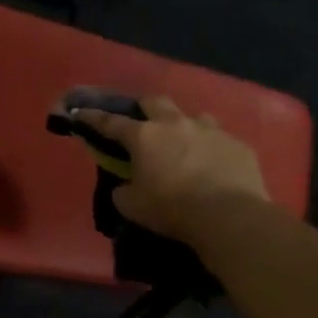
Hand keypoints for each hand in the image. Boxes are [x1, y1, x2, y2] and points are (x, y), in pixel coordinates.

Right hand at [75, 95, 268, 244]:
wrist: (228, 216)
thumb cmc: (172, 210)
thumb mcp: (134, 207)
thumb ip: (124, 191)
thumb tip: (125, 186)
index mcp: (145, 137)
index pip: (111, 122)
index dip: (93, 116)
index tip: (81, 112)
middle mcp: (176, 124)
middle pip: (155, 101)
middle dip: (145, 106)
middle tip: (143, 119)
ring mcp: (210, 131)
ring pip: (193, 116)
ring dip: (184, 125)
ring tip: (185, 140)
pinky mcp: (237, 144)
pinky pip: (221, 140)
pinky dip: (212, 148)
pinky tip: (215, 164)